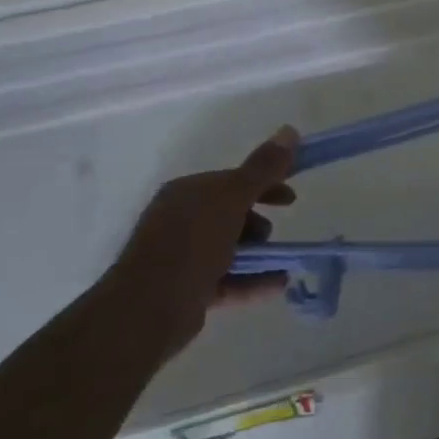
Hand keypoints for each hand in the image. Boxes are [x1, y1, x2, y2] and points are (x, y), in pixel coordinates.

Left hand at [108, 126, 299, 359]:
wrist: (147, 308)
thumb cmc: (191, 244)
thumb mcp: (232, 198)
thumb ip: (263, 168)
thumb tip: (289, 130)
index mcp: (187, 193)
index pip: (232, 181)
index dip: (265, 185)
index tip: (291, 199)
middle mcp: (181, 221)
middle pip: (231, 215)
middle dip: (258, 223)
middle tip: (274, 233)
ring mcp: (182, 257)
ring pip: (231, 249)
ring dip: (261, 255)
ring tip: (281, 264)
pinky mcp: (187, 290)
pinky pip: (230, 279)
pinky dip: (255, 280)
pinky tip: (280, 283)